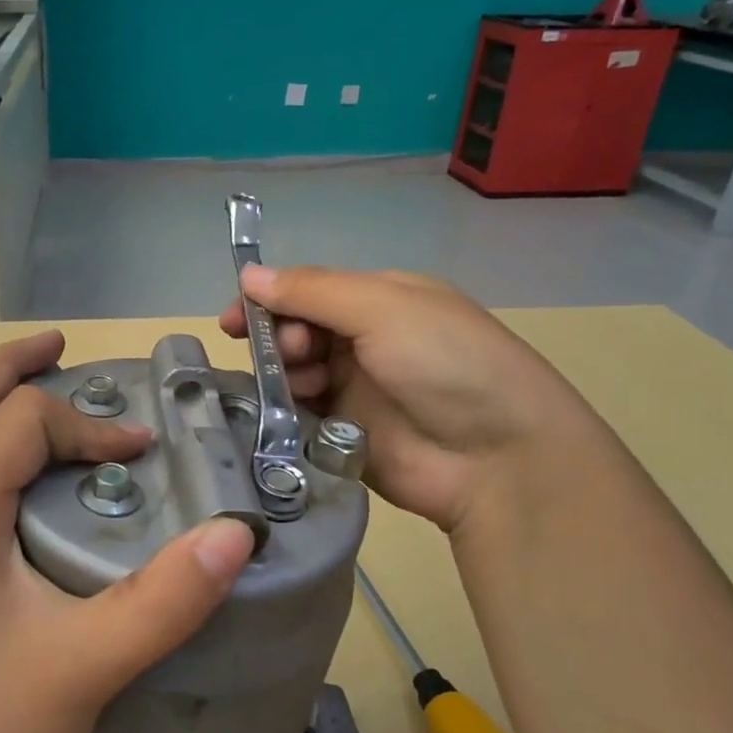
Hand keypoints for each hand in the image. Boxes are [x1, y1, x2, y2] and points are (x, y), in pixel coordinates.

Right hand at [220, 266, 588, 532]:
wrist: (497, 458)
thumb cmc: (445, 364)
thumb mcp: (383, 308)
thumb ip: (312, 291)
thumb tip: (249, 274)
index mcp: (380, 300)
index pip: (309, 290)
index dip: (270, 300)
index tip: (235, 320)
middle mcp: (365, 341)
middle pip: (296, 331)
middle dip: (278, 337)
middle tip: (286, 354)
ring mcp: (355, 390)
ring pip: (293, 373)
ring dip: (283, 374)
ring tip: (298, 386)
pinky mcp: (343, 434)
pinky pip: (299, 415)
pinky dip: (286, 410)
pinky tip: (286, 415)